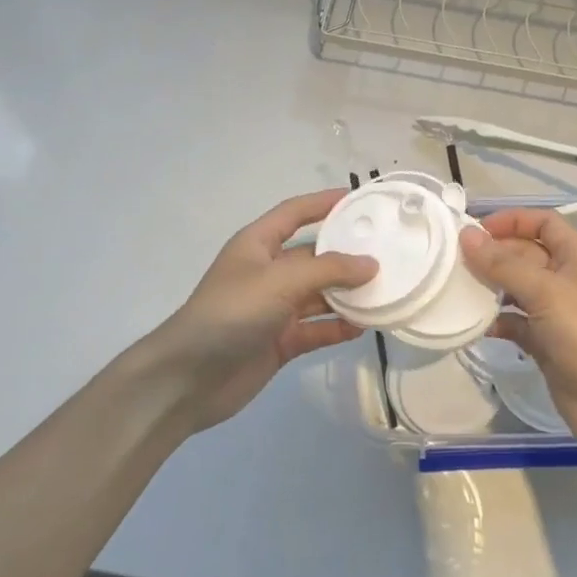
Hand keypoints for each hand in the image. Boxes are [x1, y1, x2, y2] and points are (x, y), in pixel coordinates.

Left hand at [136, 189, 376, 434]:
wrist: (189, 378)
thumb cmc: (231, 313)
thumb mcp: (280, 281)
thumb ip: (328, 270)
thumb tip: (371, 264)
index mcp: (258, 244)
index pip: (295, 212)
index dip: (324, 202)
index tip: (359, 199)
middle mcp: (267, 272)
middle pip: (313, 255)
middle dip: (346, 254)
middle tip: (387, 251)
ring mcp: (274, 308)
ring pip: (319, 294)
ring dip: (347, 294)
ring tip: (386, 290)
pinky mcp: (280, 341)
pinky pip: (316, 328)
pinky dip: (338, 326)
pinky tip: (365, 326)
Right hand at [460, 209, 576, 459]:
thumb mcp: (546, 292)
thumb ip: (504, 264)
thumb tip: (467, 235)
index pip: (544, 222)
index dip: (512, 220)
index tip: (475, 230)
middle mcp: (568, 279)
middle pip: (526, 254)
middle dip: (493, 255)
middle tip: (454, 261)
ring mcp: (558, 313)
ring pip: (517, 289)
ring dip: (490, 288)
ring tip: (458, 289)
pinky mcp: (547, 344)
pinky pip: (516, 323)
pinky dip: (497, 321)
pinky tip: (474, 325)